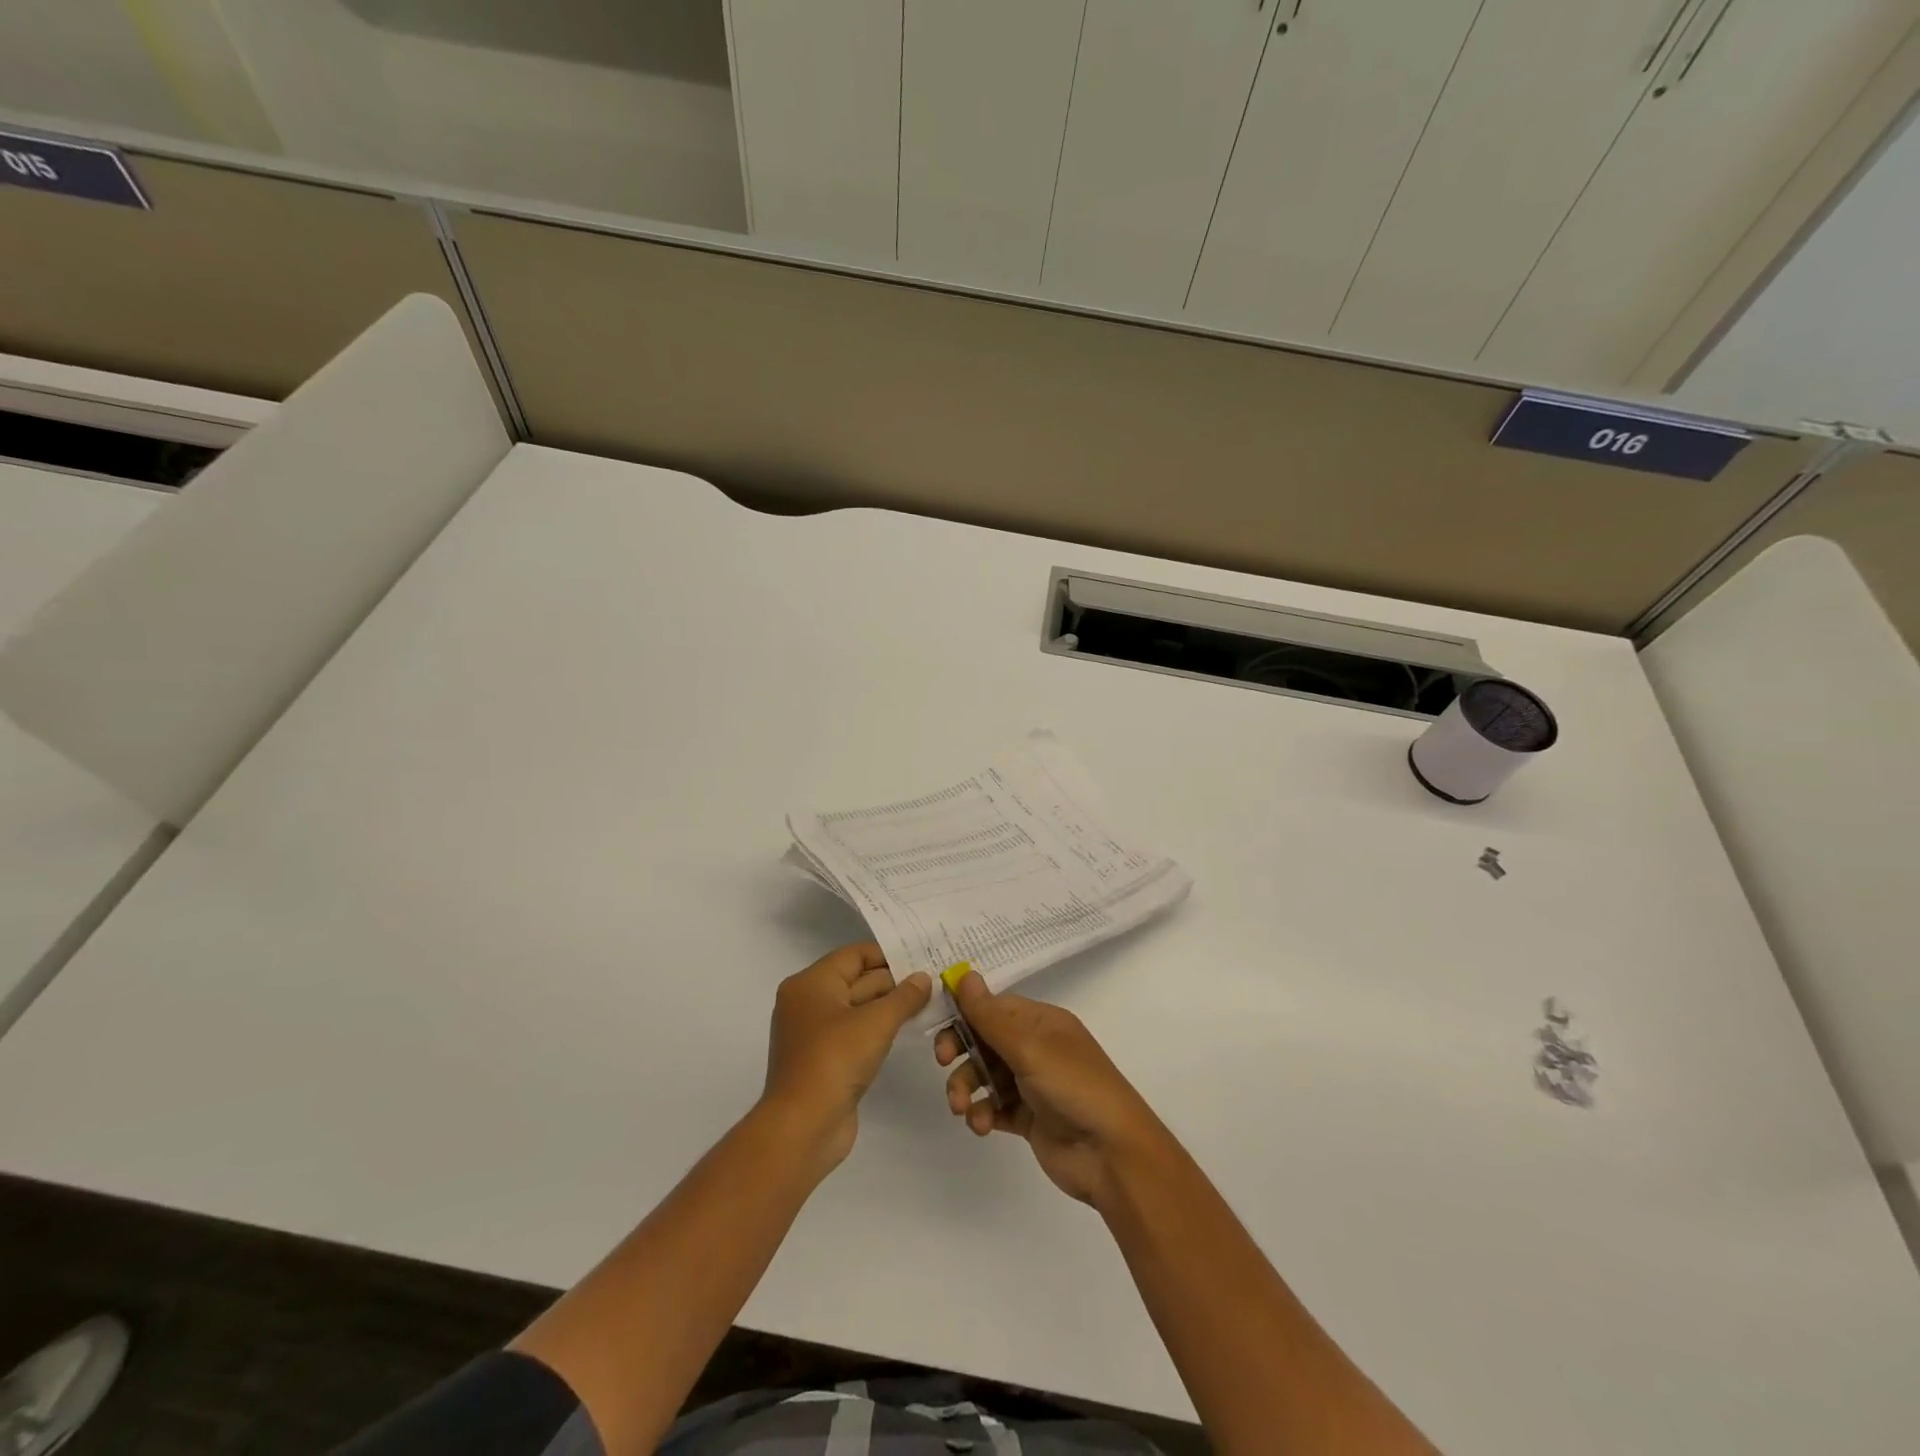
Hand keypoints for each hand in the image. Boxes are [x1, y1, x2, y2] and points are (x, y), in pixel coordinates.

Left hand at [763, 942, 930, 1173]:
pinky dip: (877, 1029)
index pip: (854, 955)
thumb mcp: (876, 1022)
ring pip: (857, 1008)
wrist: (803, 1127)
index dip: (888, 954)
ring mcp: (814, 1033)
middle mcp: (808, 1002)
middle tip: (932, 981)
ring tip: (927, 1002)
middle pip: (856, 980)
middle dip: (893, 981)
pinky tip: (905, 1029)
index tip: (922, 957)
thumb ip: (904, 997)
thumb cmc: (835, 1060)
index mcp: (811, 983)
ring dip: (888, 1006)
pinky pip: (854, 1033)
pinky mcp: (823, 1060)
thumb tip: (923, 977)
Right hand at [935, 969, 1167, 1205]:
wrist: (1111, 1154)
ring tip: (963, 1108)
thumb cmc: (1073, 1086)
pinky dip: (983, 1113)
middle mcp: (1037, 1047)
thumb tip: (964, 974)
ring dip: (967, 1087)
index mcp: (1042, 1022)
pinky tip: (981, 1124)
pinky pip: (995, 1107)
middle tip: (943, 1061)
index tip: (940, 1026)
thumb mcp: (1029, 1046)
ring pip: (986, 1075)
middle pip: (985, 1040)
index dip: (966, 1014)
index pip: (994, 1007)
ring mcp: (1033, 1084)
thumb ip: (990, 1016)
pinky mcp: (1029, 1118)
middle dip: (961, 1050)